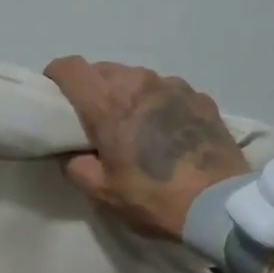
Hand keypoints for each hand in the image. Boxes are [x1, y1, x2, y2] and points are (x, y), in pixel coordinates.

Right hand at [43, 57, 250, 238]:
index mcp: (108, 102)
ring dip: (129, 94)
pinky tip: (168, 131)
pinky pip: (169, 91)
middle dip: (93, 88)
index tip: (55, 94)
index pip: (71, 67)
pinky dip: (160, 103)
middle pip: (104, 69)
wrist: (218, 205)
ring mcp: (174, 86)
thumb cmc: (153, 198)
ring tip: (135, 124)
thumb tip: (73, 154)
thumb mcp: (103, 193)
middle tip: (95, 118)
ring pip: (138, 77)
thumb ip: (77, 167)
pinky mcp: (201, 97)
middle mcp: (139, 82)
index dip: (57, 76)